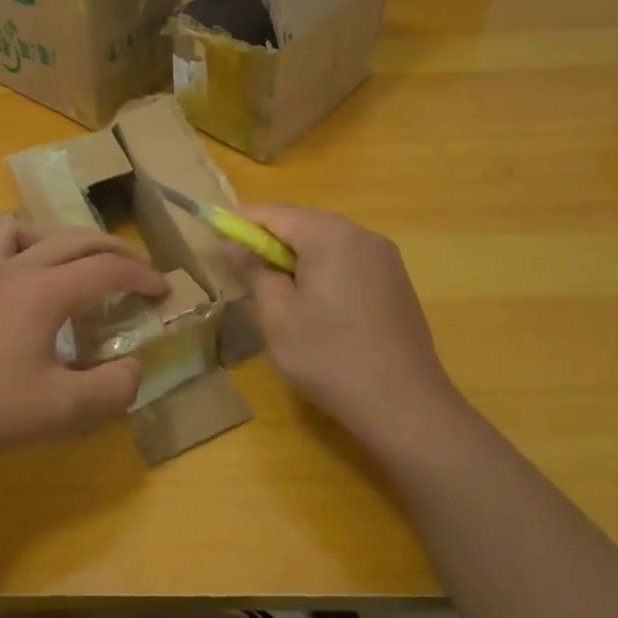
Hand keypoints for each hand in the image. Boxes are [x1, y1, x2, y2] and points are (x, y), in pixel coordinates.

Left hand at [0, 216, 167, 469]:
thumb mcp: (61, 412)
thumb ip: (111, 390)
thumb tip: (133, 369)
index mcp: (43, 291)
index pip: (106, 271)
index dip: (142, 277)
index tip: (163, 291)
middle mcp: (13, 270)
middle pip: (72, 239)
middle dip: (112, 250)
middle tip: (134, 270)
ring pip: (20, 228)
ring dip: (55, 237)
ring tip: (68, 263)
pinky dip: (15, 252)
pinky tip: (13, 289)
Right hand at [230, 205, 464, 453]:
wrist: (403, 404)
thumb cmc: (328, 356)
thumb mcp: (277, 315)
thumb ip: (252, 270)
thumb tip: (231, 243)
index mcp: (330, 235)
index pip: (275, 213)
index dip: (241, 223)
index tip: (214, 237)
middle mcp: (362, 234)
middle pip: (303, 223)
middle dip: (269, 241)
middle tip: (241, 269)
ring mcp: (385, 258)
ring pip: (327, 243)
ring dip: (295, 257)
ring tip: (273, 290)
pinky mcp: (396, 282)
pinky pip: (348, 261)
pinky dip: (322, 270)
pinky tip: (313, 304)